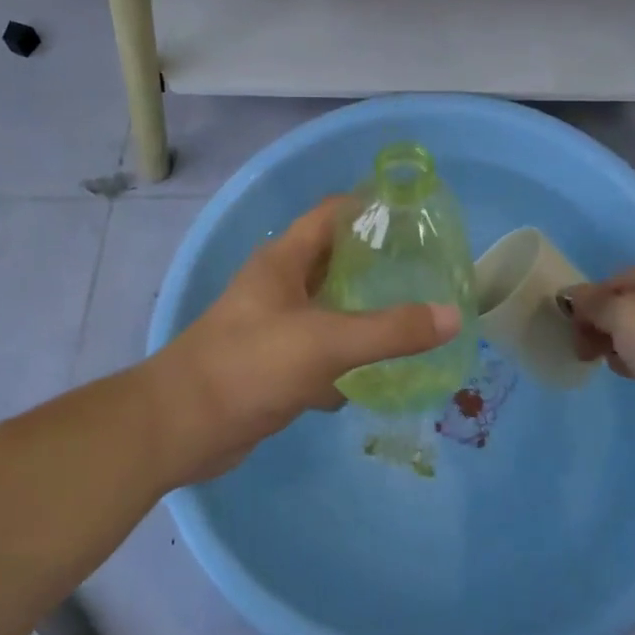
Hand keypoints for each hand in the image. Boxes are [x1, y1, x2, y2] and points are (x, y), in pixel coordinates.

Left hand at [143, 198, 460, 482]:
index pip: (333, 213)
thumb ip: (390, 331)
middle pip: (335, 260)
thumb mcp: (326, 342)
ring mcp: (274, 325)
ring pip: (329, 308)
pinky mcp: (273, 364)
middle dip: (377, 263)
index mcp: (285, 260)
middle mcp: (279, 284)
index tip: (416, 215)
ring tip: (413, 315)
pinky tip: (378, 374)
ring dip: (364, 312)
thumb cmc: (250, 365)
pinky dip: (346, 359)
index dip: (371, 207)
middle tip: (426, 270)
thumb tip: (454, 316)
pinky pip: (320, 351)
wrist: (181, 428)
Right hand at [560, 259, 634, 448]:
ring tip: (617, 367)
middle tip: (588, 354)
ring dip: (626, 345)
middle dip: (605, 327)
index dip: (588, 305)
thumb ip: (592, 303)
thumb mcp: (620, 314)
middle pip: (631, 304)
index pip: (614, 281)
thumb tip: (573, 295)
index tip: (575, 334)